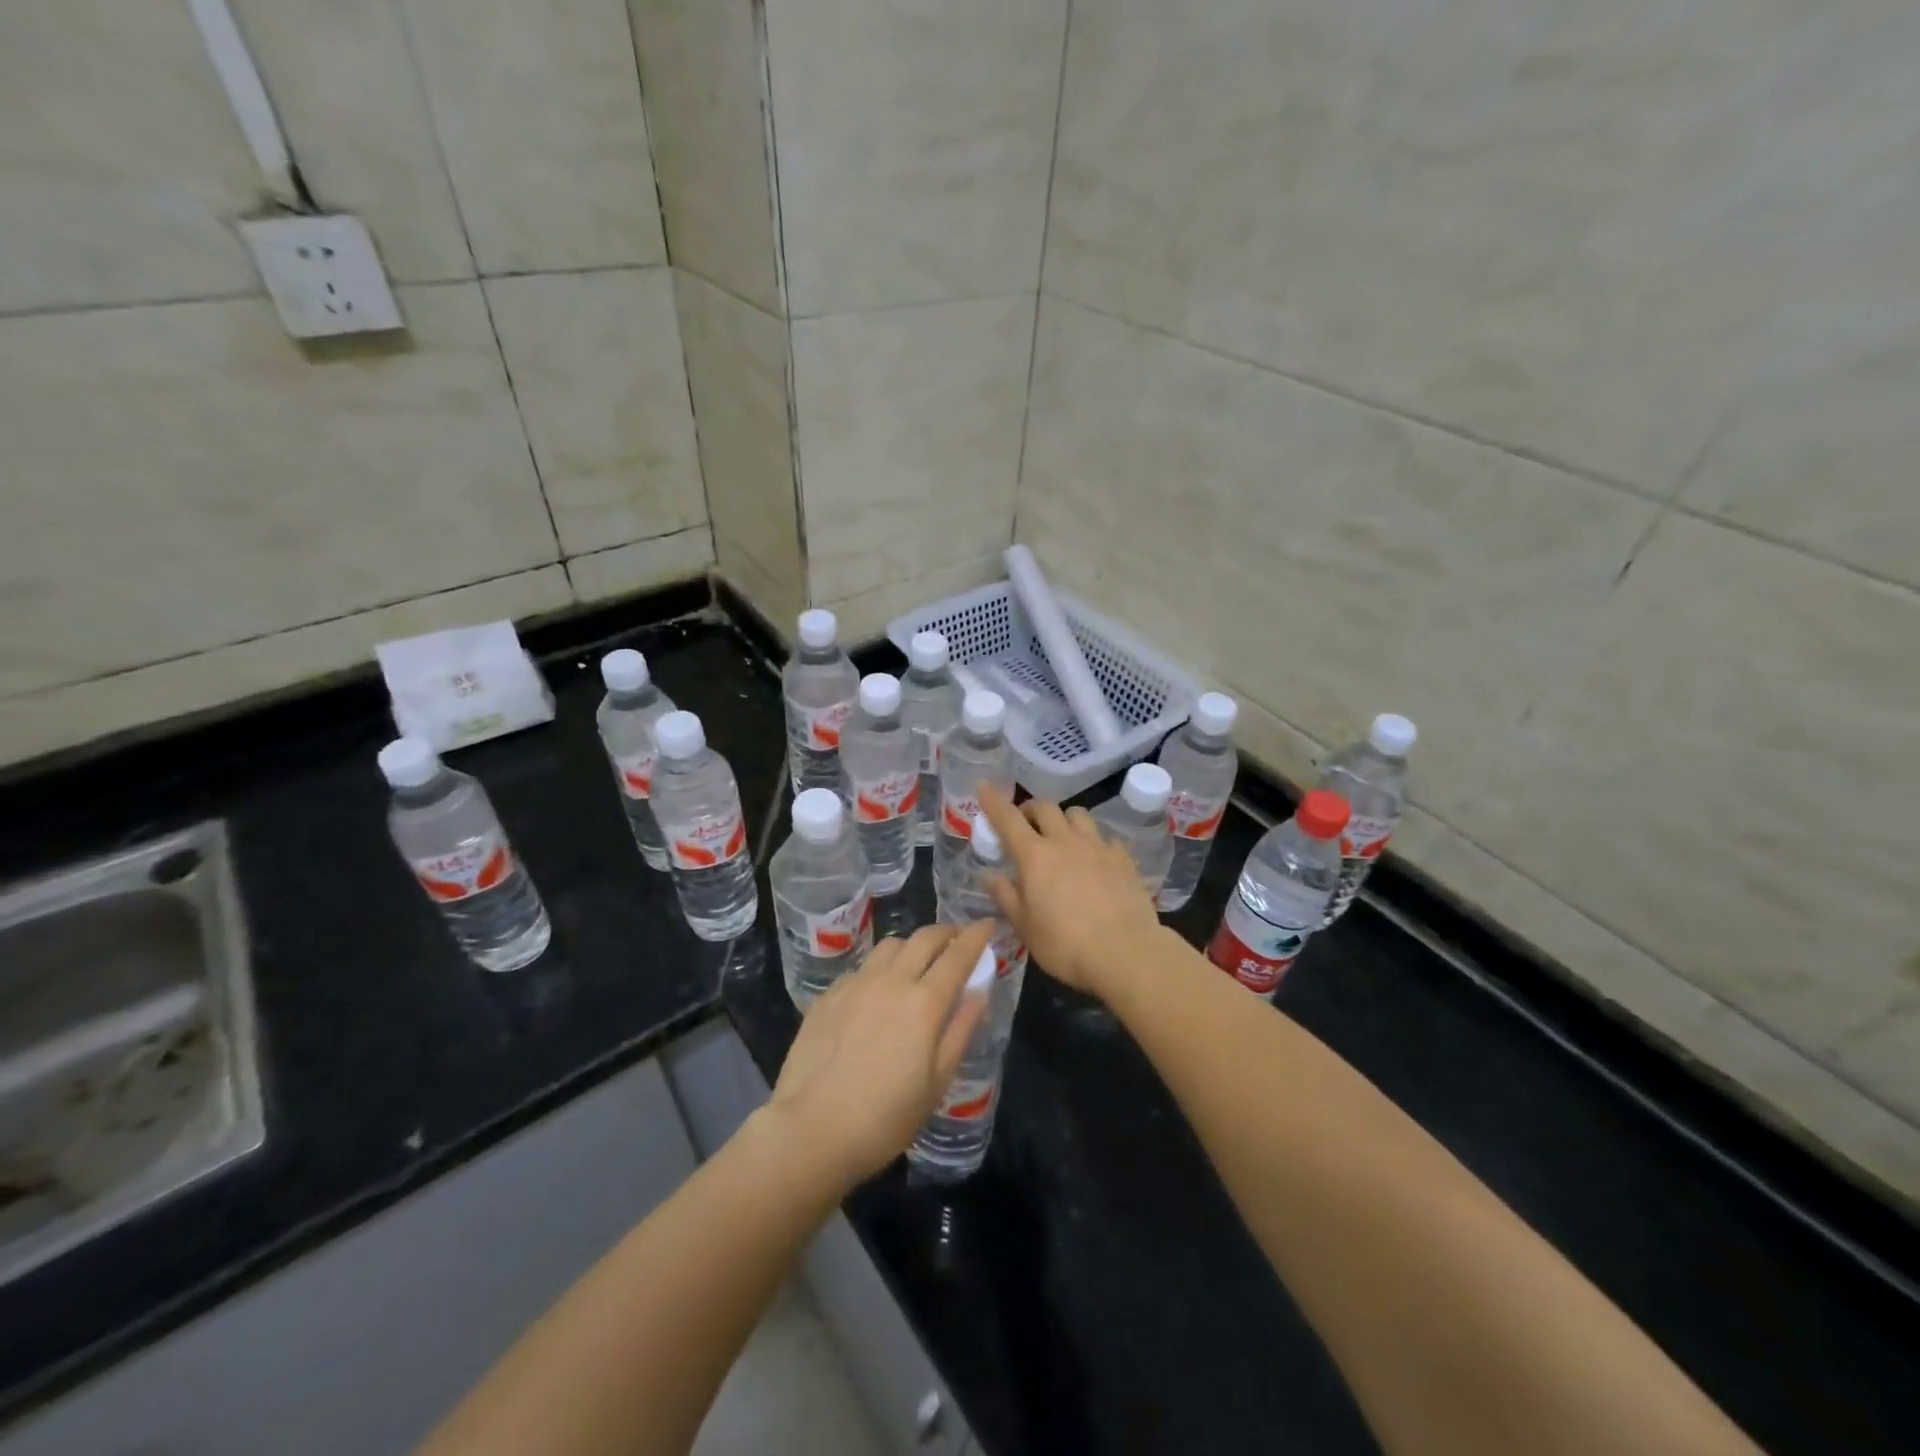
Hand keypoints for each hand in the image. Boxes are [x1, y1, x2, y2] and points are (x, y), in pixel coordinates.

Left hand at [767, 923, 993, 1189]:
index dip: (976, 936)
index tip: (987, 925)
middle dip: (946, 932)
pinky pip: (862, 967)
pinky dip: (880, 968)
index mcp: (924, 1002)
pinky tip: (877, 991)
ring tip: (917, 962)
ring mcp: (855, 984)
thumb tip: (979, 992)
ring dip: (912, 945)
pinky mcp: (828, 995)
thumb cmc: (886, 1117)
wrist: (812, 1129)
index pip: (958, 955)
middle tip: (957, 940)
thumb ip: (960, 1030)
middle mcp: (891, 981)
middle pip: (924, 938)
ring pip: (890, 945)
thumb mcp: (937, 1082)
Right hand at [977, 784, 1167, 1000]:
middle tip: (1025, 824)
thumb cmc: (1065, 944)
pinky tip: (1096, 860)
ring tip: (1062, 837)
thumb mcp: (1025, 927)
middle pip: (1045, 807)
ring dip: (1064, 820)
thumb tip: (990, 876)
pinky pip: (1105, 838)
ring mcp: (1097, 846)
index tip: (985, 786)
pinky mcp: (1123, 858)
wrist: (1125, 952)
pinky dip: (1095, 842)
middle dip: (1031, 809)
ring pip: (1078, 814)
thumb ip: (1006, 897)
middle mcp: (1065, 841)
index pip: (1007, 818)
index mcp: (1034, 856)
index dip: (993, 800)